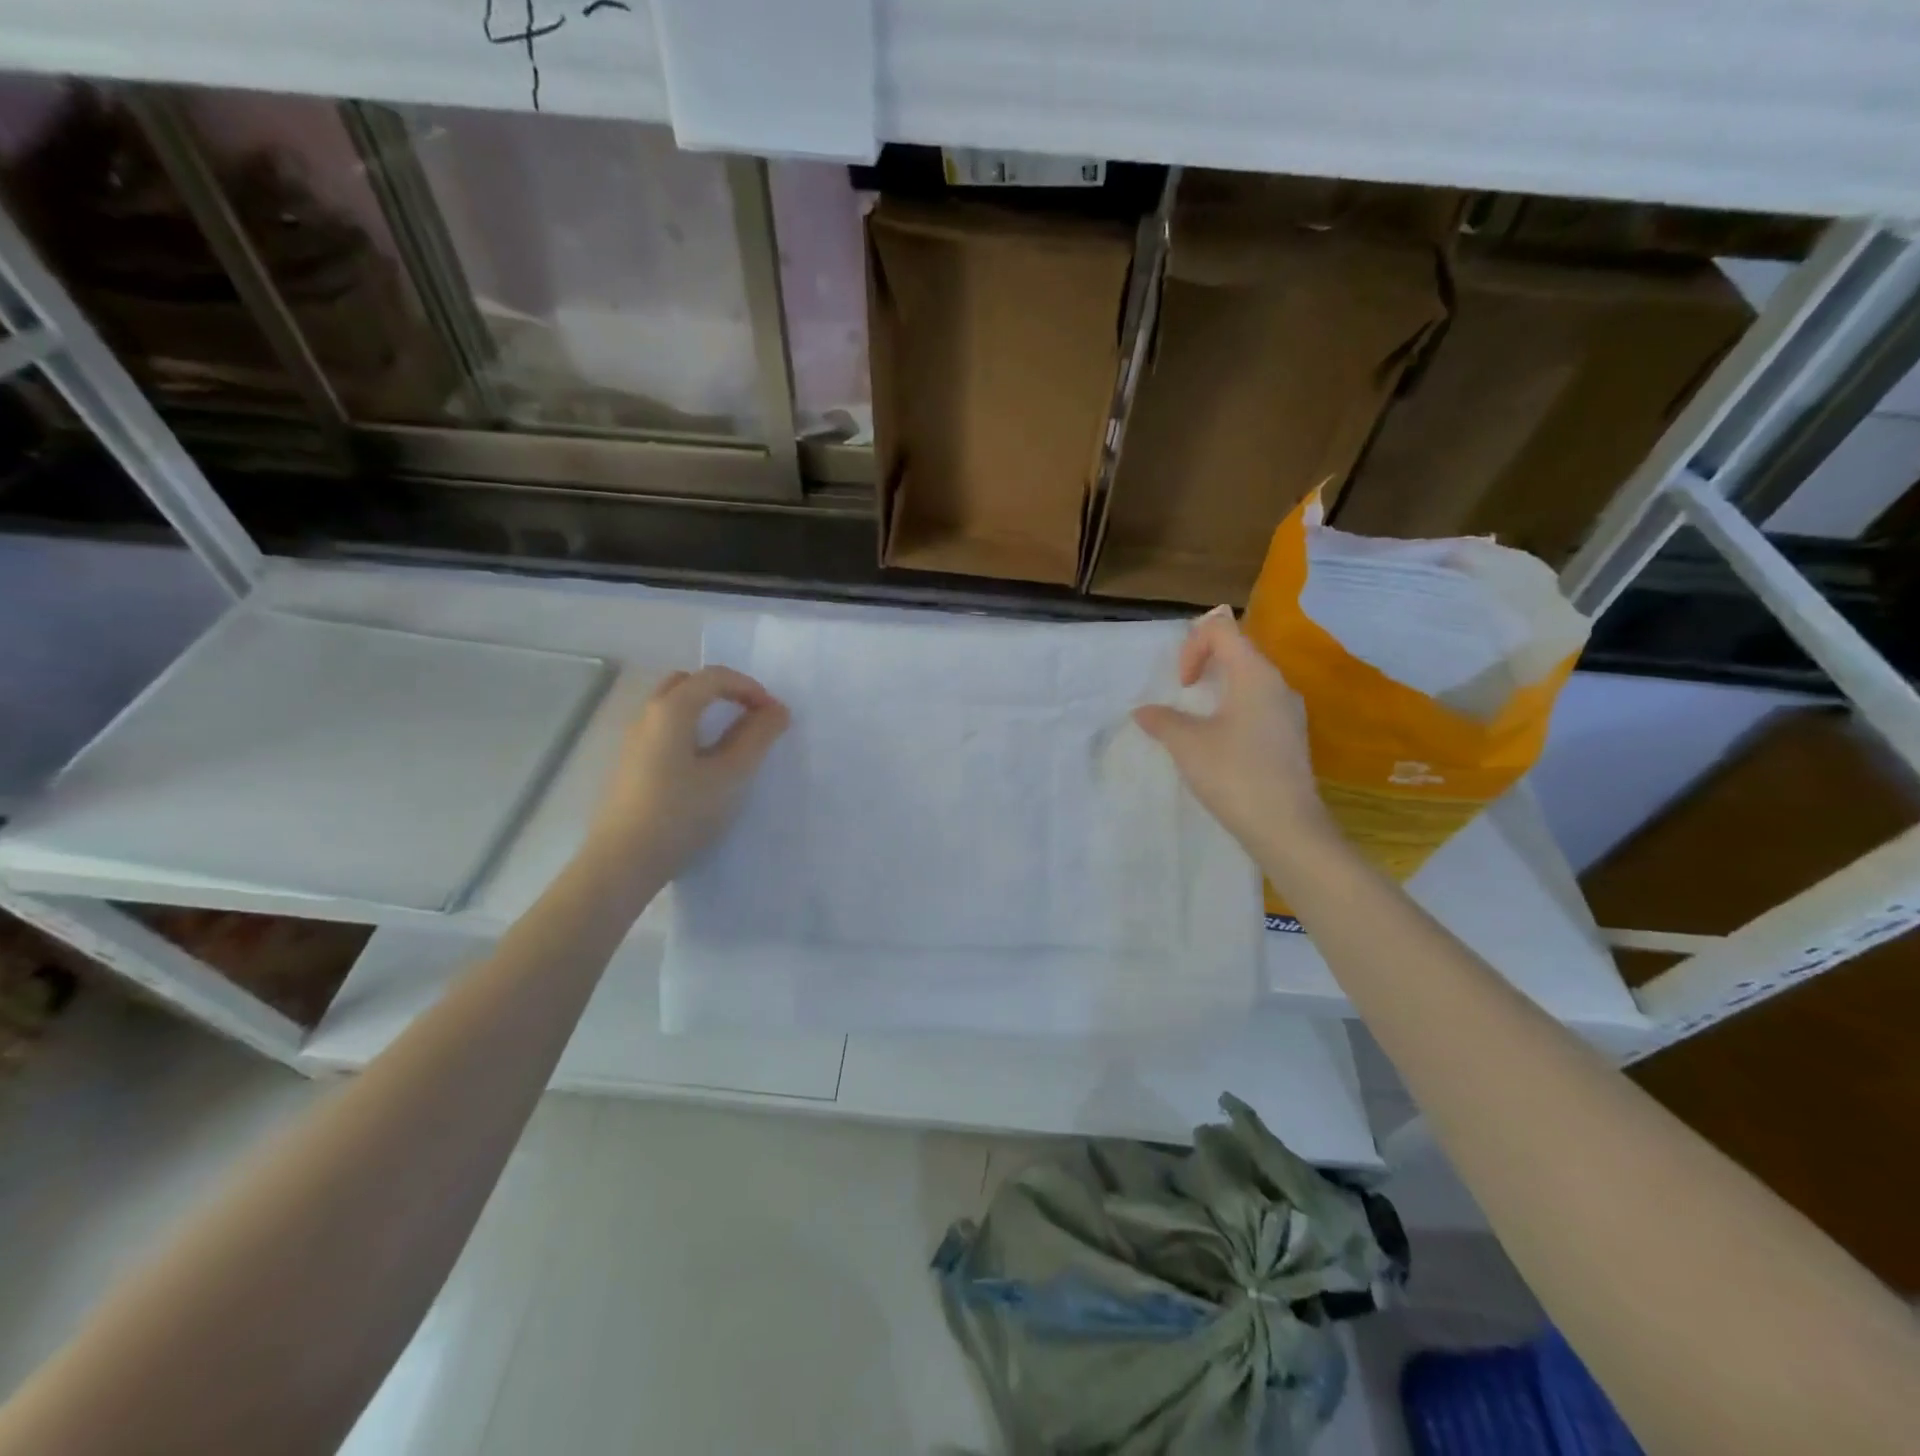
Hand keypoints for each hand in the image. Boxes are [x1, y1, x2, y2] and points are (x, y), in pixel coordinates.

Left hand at [586, 666, 789, 881]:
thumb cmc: (682, 813)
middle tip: (751, 717)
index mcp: (671, 709)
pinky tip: (705, 765)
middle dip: (724, 692)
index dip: (750, 687)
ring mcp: (634, 741)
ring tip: (733, 741)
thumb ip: (757, 737)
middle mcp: (647, 715)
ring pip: (673, 707)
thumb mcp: (731, 775)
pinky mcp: (631, 765)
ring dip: (706, 711)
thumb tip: (777, 710)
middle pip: (688, 684)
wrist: (623, 861)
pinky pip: (665, 730)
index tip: (774, 714)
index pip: (714, 677)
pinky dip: (691, 730)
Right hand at [1132, 607, 1336, 859]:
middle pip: (1237, 649)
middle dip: (1204, 663)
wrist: (1286, 828)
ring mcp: (1288, 711)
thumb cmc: (1234, 775)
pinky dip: (1233, 710)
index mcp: (1254, 673)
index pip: (1221, 628)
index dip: (1192, 645)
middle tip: (1182, 694)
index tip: (1181, 684)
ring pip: (1249, 679)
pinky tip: (1219, 744)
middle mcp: (1277, 683)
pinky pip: (1258, 705)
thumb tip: (1144, 712)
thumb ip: (1162, 720)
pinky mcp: (1290, 736)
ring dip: (1218, 688)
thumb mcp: (1187, 745)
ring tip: (1196, 720)